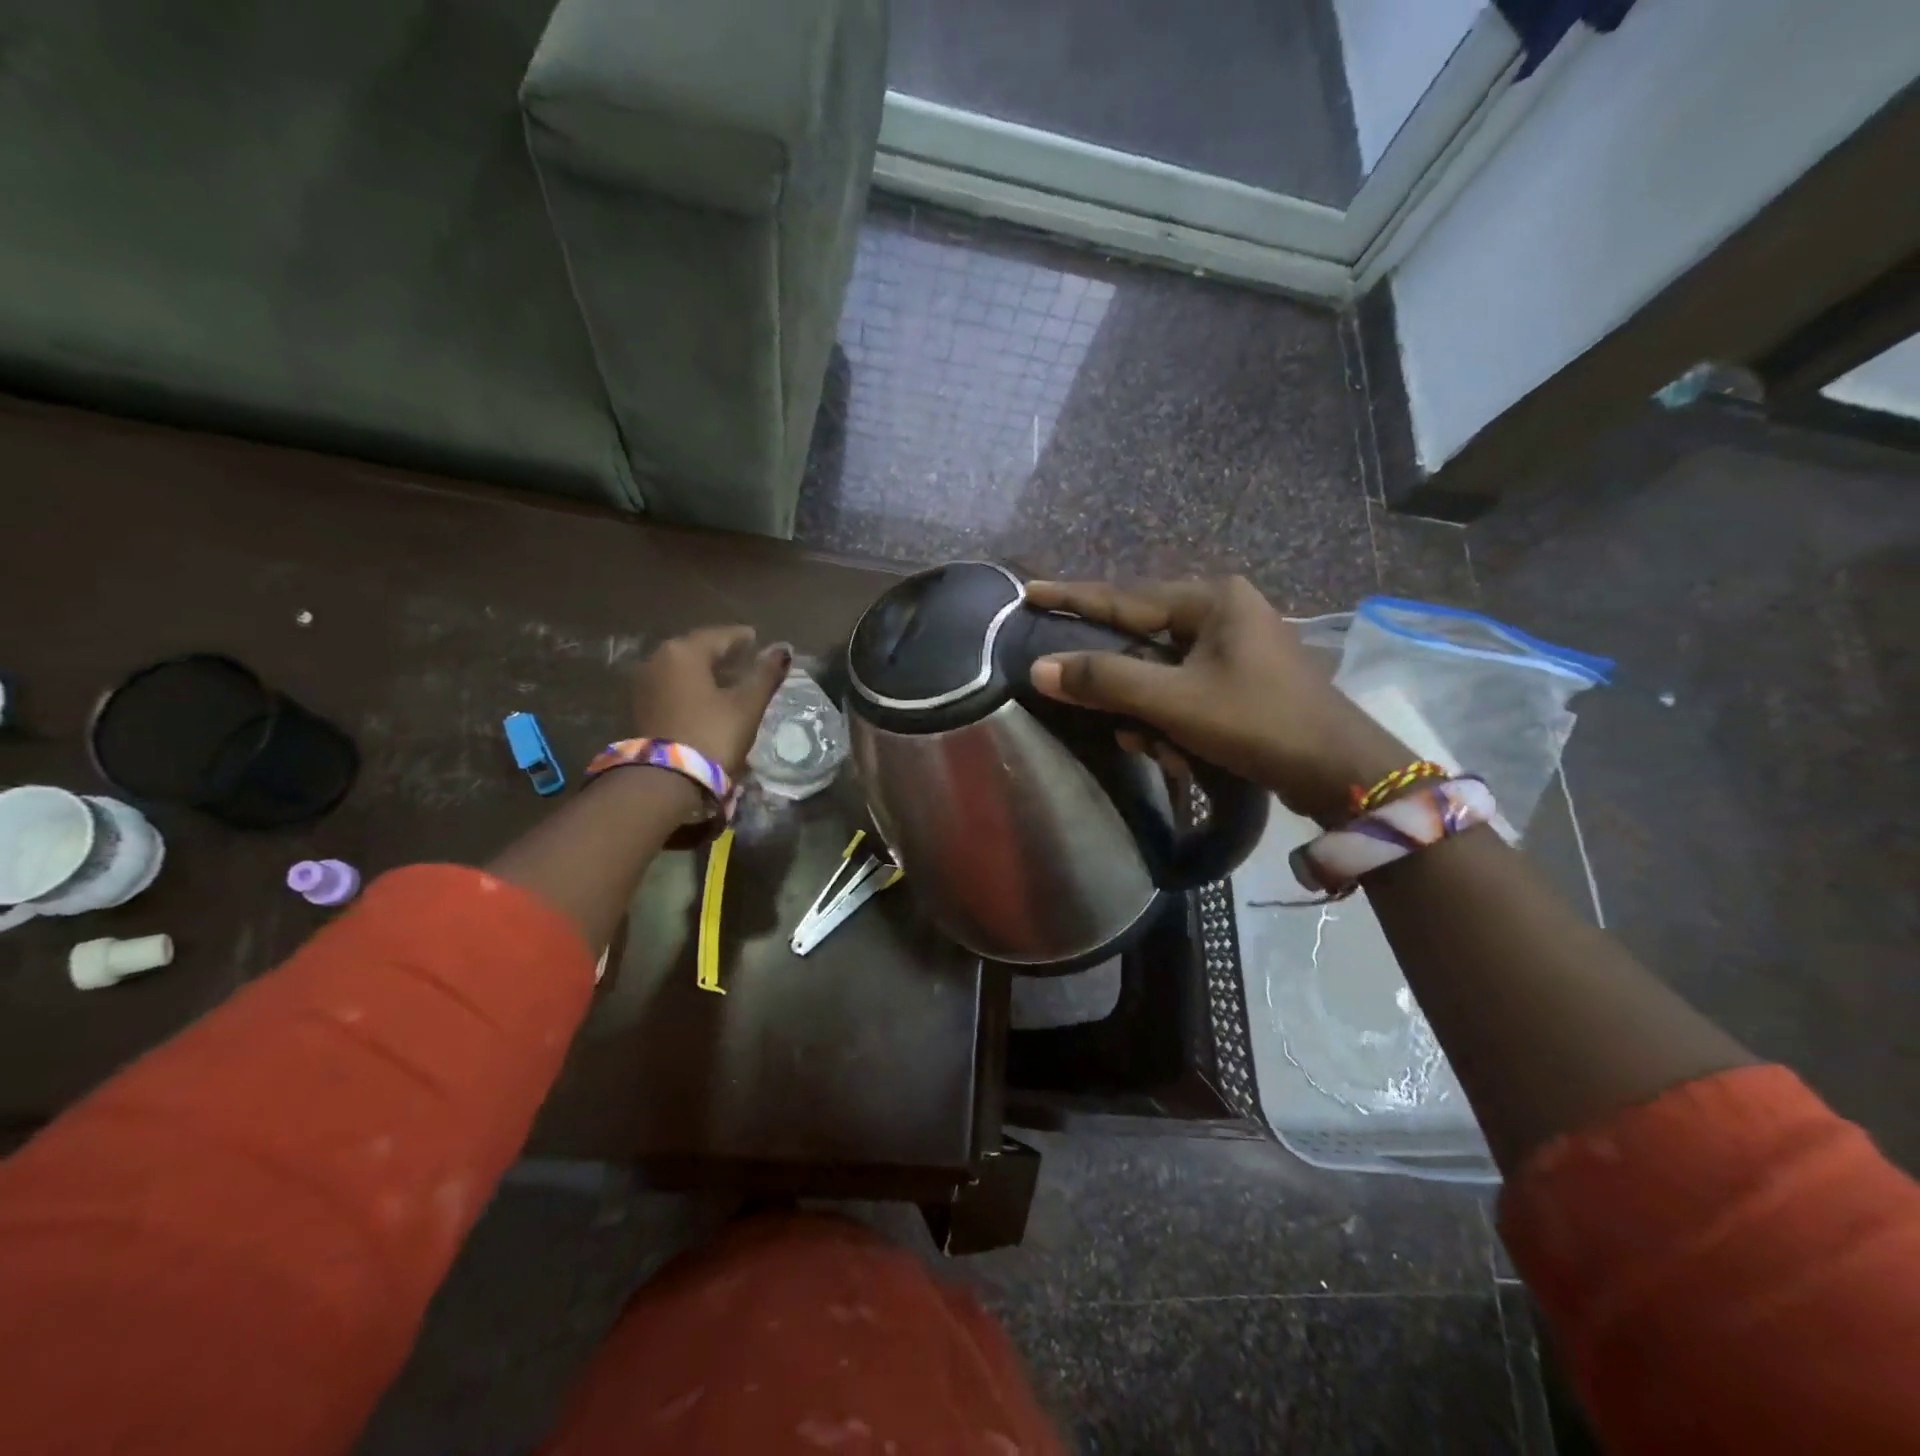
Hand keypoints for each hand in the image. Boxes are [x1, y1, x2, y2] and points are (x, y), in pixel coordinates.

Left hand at [629, 626, 790, 775]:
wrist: (666, 780)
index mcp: (684, 651)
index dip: (741, 637)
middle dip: (721, 652)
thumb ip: (765, 674)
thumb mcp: (746, 704)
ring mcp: (645, 683)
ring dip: (705, 669)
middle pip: (696, 648)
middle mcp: (658, 659)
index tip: (757, 638)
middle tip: (745, 656)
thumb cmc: (712, 734)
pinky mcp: (641, 706)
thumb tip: (784, 650)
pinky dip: (691, 684)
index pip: (719, 635)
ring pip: (682, 667)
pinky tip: (707, 695)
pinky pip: (672, 684)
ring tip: (729, 677)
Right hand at [1024, 577, 1410, 823]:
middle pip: (1143, 637)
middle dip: (1119, 682)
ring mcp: (1236, 647)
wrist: (1339, 770)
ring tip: (1156, 747)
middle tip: (1090, 701)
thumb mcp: (1174, 701)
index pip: (1124, 596)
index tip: (1029, 592)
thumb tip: (1041, 667)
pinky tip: (1178, 752)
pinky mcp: (1242, 680)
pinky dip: (1173, 720)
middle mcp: (1224, 613)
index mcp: (1212, 600)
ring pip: (1162, 671)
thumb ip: (1106, 679)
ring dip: (1148, 711)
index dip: (1073, 598)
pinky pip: (1185, 690)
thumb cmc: (1257, 723)